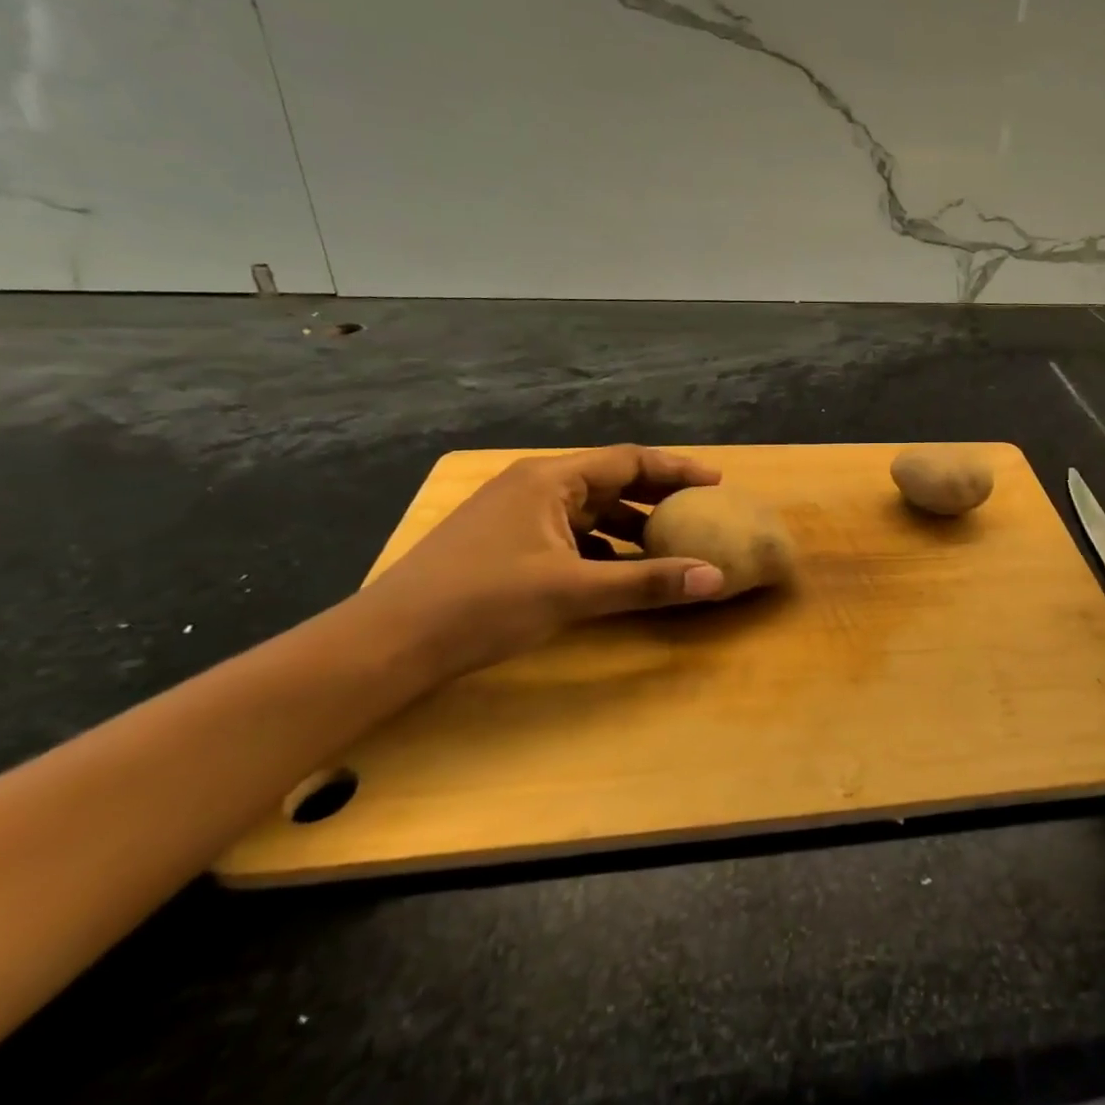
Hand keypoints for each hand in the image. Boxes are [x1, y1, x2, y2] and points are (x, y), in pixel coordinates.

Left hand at [347, 446, 725, 681]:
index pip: (628, 461)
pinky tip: (620, 571)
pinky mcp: (506, 545)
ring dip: (631, 525)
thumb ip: (647, 582)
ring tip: (671, 543)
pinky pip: (571, 535)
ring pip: (590, 511)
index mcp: (550, 480)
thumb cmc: (483, 603)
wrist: (388, 643)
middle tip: (701, 511)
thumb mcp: (573, 591)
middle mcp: (535, 487)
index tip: (716, 483)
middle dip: (657, 496)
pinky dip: (603, 548)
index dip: (675, 470)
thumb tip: (716, 578)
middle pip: (611, 481)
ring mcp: (517, 516)